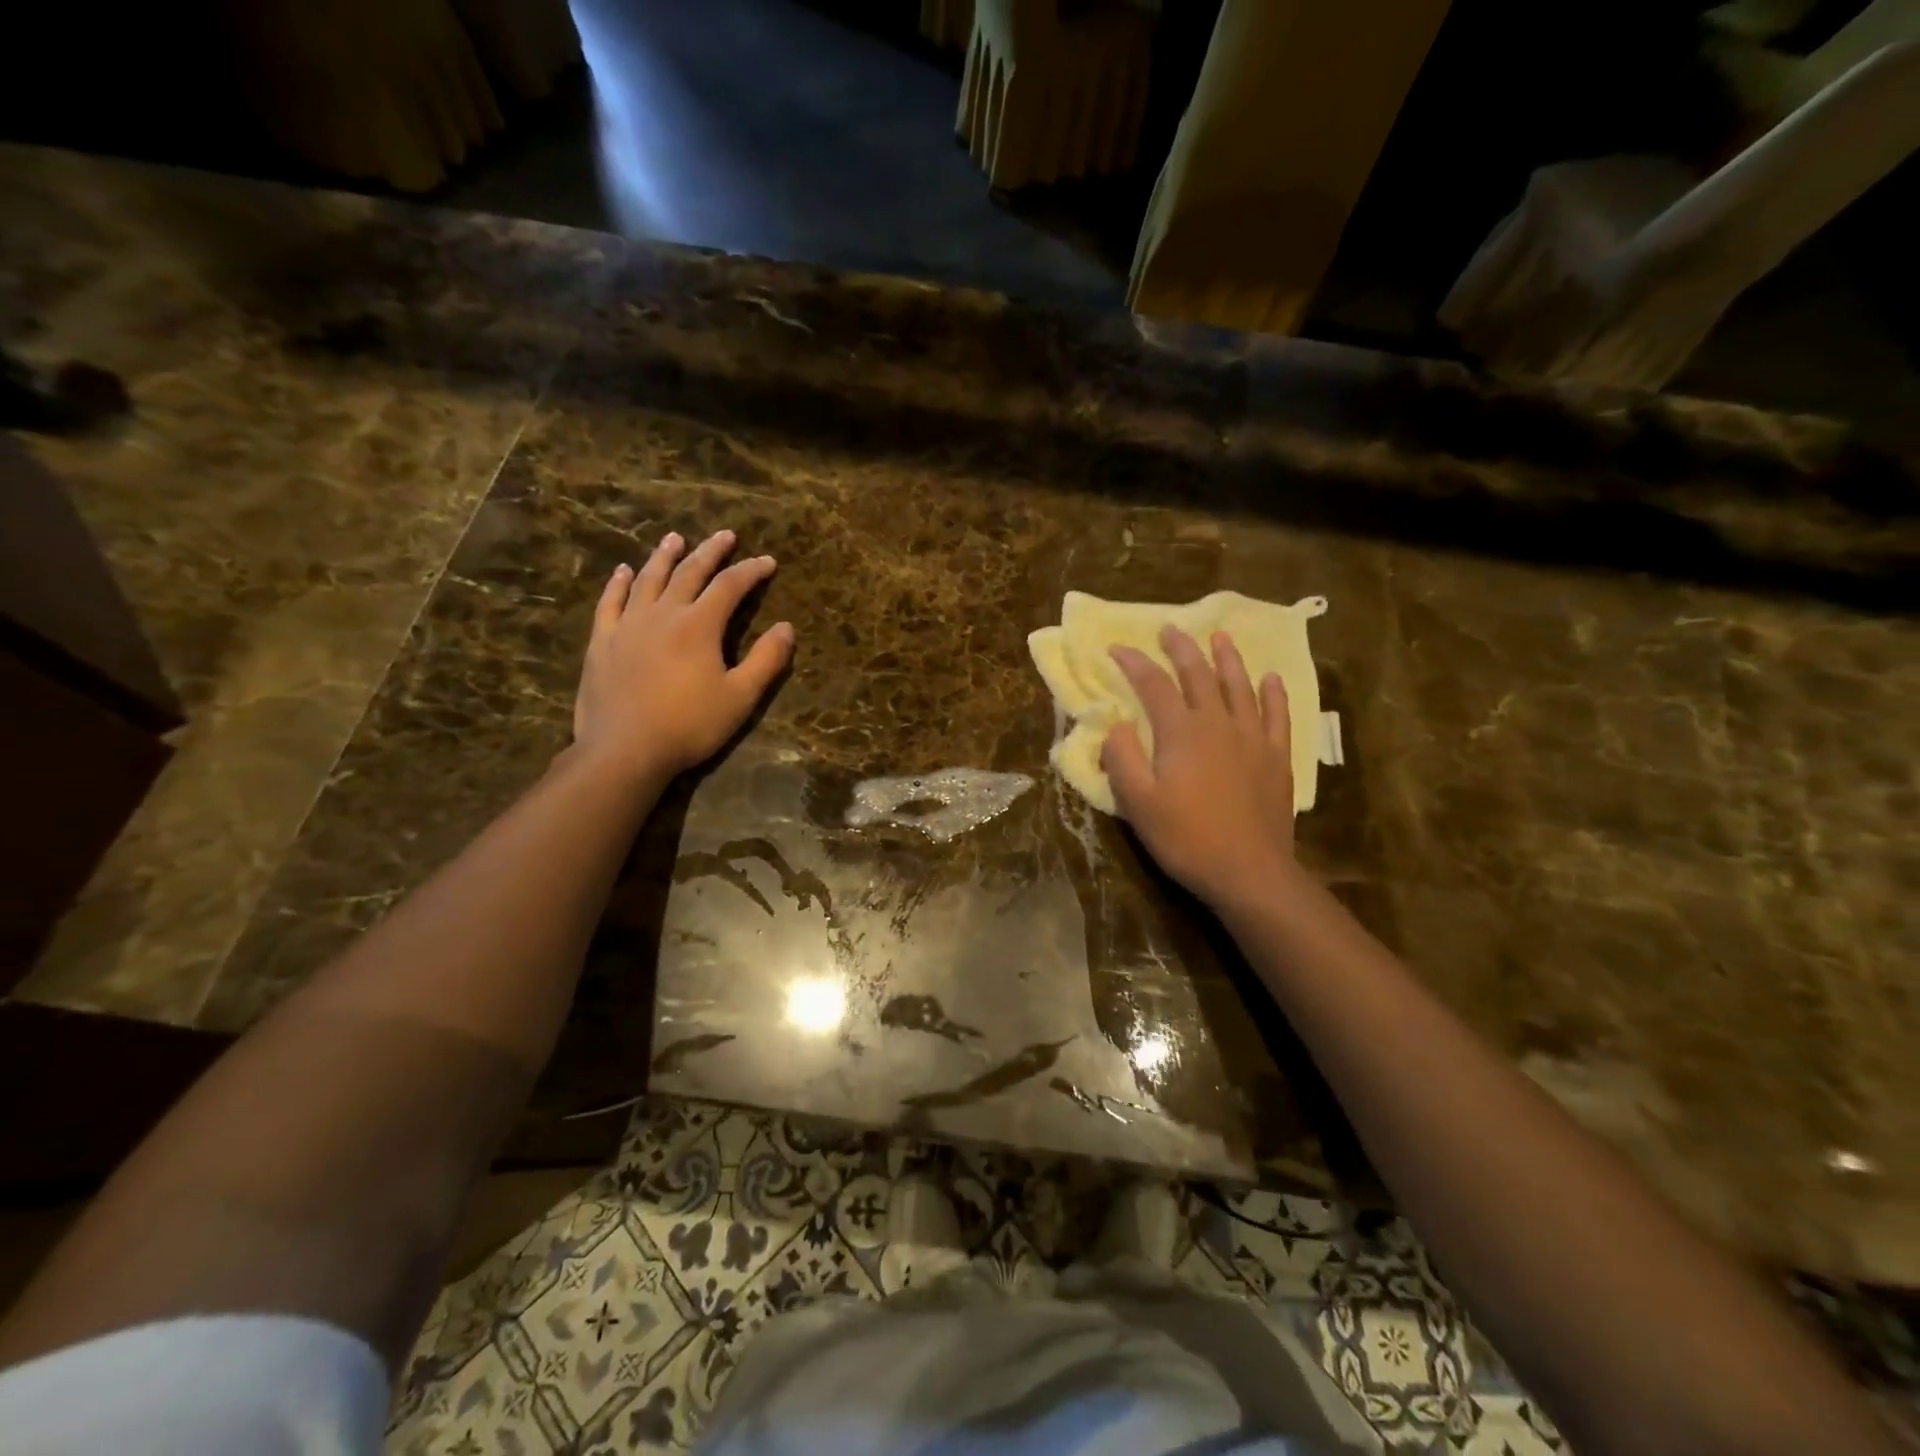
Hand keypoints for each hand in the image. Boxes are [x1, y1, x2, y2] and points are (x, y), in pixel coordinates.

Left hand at [572, 528, 794, 781]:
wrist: (624, 749)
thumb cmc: (689, 725)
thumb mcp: (740, 697)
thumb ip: (766, 660)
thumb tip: (786, 627)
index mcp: (699, 625)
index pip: (730, 586)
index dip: (751, 571)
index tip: (768, 561)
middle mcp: (663, 613)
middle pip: (689, 572)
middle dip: (710, 551)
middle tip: (725, 535)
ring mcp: (628, 624)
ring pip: (648, 579)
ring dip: (664, 556)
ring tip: (675, 538)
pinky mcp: (603, 641)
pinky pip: (611, 602)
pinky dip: (619, 583)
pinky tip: (623, 571)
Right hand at [1101, 626, 1298, 908]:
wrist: (1248, 870)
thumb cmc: (1186, 838)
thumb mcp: (1138, 803)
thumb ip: (1122, 759)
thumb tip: (1115, 724)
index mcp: (1181, 732)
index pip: (1153, 685)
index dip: (1134, 664)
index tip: (1117, 649)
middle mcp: (1218, 723)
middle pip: (1198, 675)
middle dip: (1181, 649)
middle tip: (1170, 629)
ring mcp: (1253, 738)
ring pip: (1240, 686)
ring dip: (1228, 659)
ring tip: (1220, 637)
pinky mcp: (1276, 757)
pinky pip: (1277, 715)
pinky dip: (1273, 693)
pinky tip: (1270, 679)